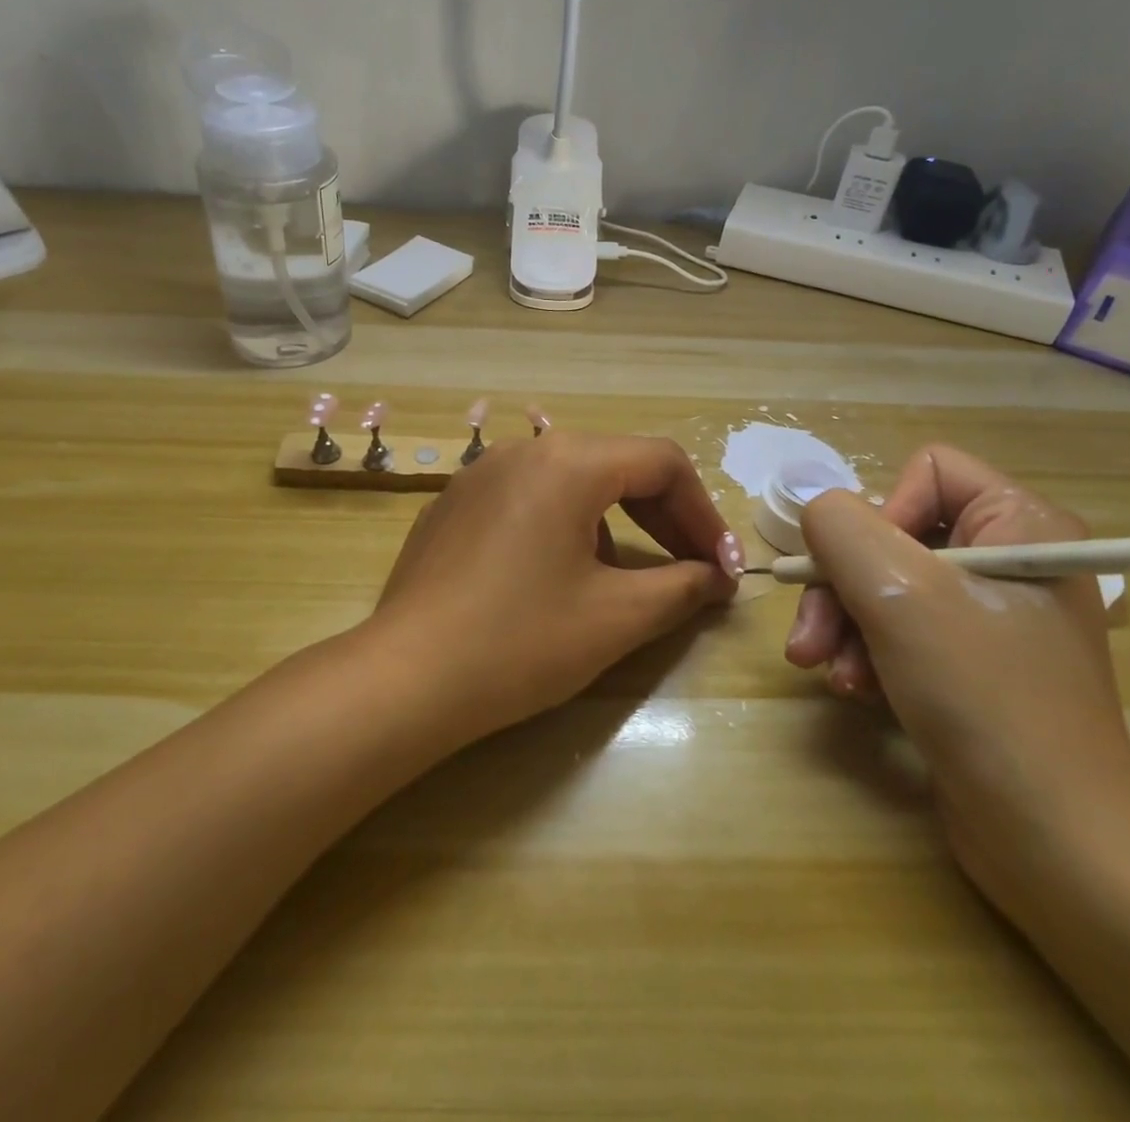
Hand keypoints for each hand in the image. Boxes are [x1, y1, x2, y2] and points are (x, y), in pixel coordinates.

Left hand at [369, 431, 736, 740]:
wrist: (405, 678)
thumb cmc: (520, 642)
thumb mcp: (616, 618)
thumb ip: (681, 587)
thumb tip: (716, 577)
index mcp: (568, 462)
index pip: (662, 463)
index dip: (704, 514)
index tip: (724, 567)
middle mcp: (523, 450)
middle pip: (616, 465)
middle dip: (664, 516)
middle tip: (693, 568)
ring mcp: (480, 474)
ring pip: (571, 480)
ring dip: (615, 521)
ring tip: (624, 579)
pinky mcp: (452, 505)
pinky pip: (527, 499)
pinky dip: (564, 525)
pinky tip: (557, 577)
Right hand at [784, 445, 1129, 907]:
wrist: (1053, 843)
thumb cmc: (984, 698)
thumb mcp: (899, 595)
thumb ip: (841, 528)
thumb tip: (818, 513)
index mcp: (1022, 525)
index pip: (928, 471)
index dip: (881, 512)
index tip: (863, 571)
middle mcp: (1010, 559)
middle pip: (894, 534)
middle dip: (843, 587)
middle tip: (811, 641)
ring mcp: (991, 615)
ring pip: (886, 584)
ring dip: (845, 625)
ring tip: (827, 672)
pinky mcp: (971, 663)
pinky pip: (899, 628)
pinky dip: (867, 654)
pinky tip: (856, 692)